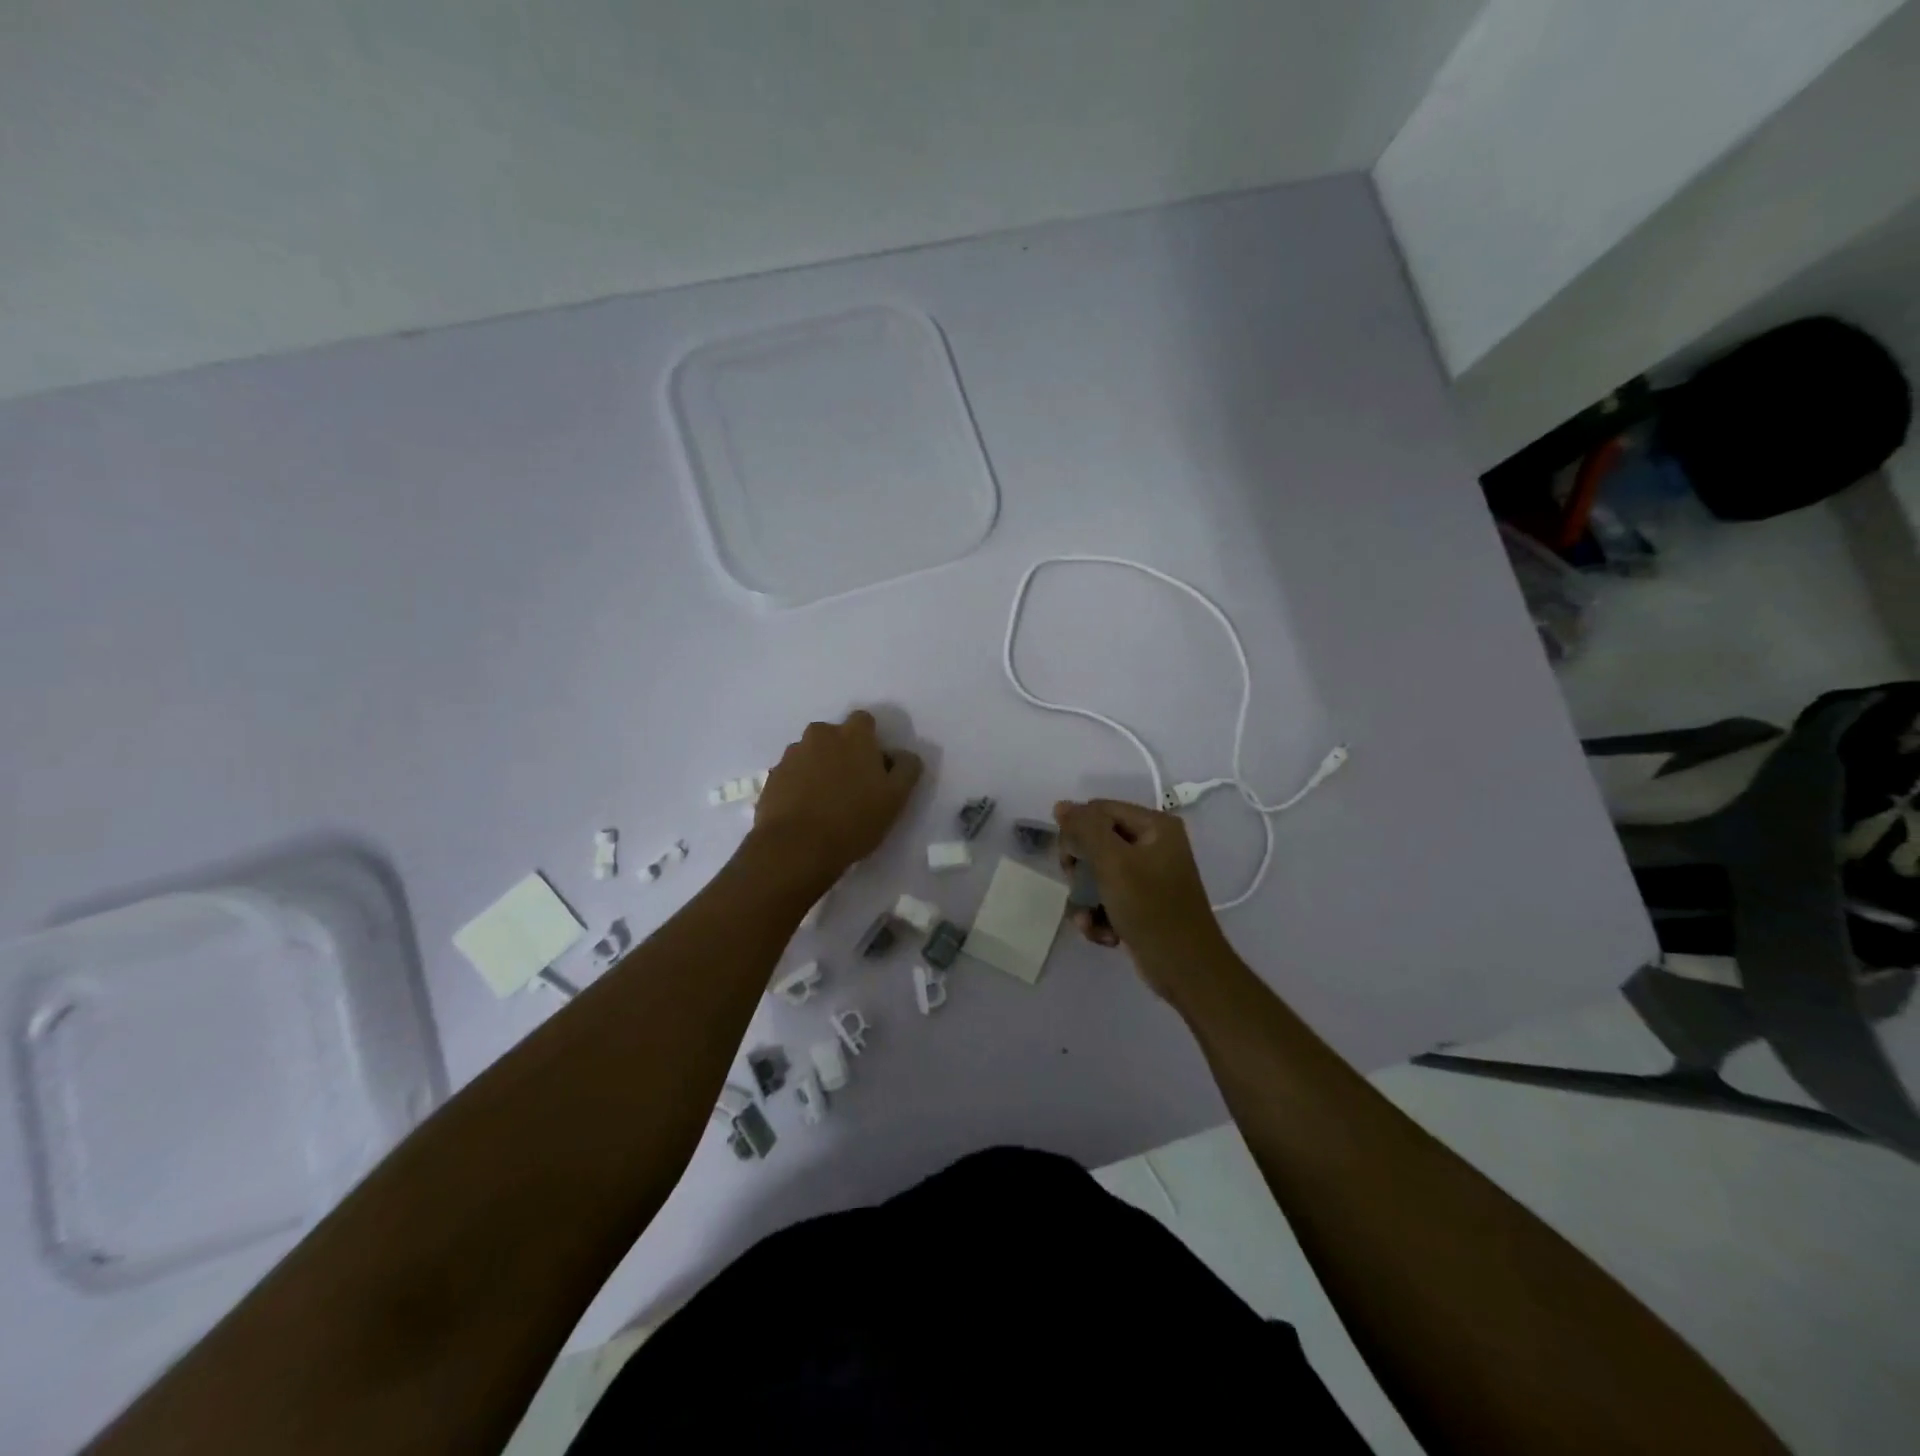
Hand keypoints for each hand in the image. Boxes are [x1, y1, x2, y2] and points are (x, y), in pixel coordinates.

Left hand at [753, 710, 922, 880]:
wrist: (796, 848)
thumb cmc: (853, 820)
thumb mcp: (896, 798)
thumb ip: (906, 768)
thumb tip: (900, 755)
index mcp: (852, 735)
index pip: (864, 721)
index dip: (871, 742)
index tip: (874, 767)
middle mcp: (819, 735)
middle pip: (835, 736)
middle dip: (843, 753)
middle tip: (851, 786)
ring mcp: (791, 755)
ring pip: (812, 754)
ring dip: (820, 768)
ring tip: (825, 802)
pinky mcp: (772, 777)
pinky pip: (792, 774)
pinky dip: (800, 785)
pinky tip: (806, 811)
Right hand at [1054, 798, 1229, 995]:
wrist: (1186, 970)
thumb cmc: (1151, 909)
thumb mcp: (1113, 863)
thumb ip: (1085, 829)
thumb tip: (1061, 805)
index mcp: (1155, 825)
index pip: (1098, 811)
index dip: (1077, 833)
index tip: (1070, 863)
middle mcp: (1154, 844)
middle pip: (1095, 842)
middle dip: (1080, 872)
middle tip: (1079, 891)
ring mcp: (1148, 875)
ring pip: (1096, 874)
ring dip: (1086, 900)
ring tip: (1091, 922)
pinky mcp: (1142, 903)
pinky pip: (1107, 897)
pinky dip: (1099, 916)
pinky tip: (1104, 935)